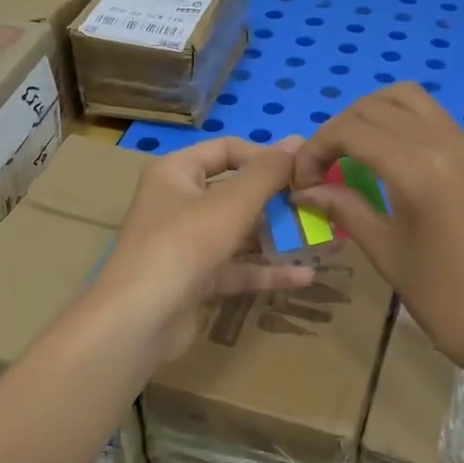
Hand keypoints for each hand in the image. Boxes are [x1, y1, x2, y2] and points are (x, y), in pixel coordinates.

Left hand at [91, 137, 314, 365]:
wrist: (140, 320)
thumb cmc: (184, 244)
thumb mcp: (232, 203)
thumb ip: (267, 173)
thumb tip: (297, 142)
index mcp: (177, 172)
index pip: (227, 150)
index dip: (265, 156)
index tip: (304, 170)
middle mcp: (179, 202)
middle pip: (236, 192)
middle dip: (278, 201)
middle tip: (320, 205)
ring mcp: (187, 243)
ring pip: (240, 233)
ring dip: (278, 237)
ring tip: (324, 240)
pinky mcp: (196, 279)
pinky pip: (237, 267)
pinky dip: (266, 270)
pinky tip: (305, 276)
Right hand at [291, 85, 463, 384]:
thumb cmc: (440, 295)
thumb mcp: (383, 249)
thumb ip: (343, 207)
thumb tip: (305, 190)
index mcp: (418, 169)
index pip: (352, 130)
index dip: (316, 148)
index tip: (302, 181)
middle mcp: (444, 143)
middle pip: (376, 105)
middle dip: (339, 129)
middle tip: (322, 168)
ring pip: (407, 97)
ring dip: (370, 114)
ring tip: (351, 152)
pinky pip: (431, 116)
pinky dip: (398, 121)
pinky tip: (384, 157)